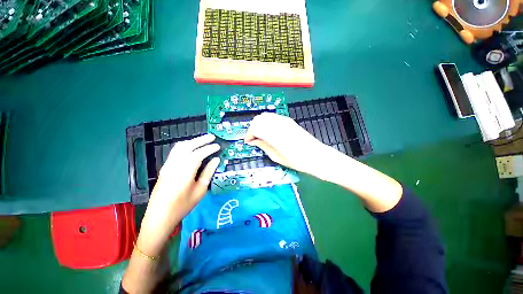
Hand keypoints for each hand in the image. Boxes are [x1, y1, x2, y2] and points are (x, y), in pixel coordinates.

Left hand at [137, 134, 220, 255]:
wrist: (159, 216)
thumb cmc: (182, 206)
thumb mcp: (200, 190)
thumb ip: (208, 173)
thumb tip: (216, 160)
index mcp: (184, 173)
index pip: (198, 154)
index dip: (209, 148)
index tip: (218, 146)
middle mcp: (174, 165)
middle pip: (187, 146)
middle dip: (201, 140)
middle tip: (212, 137)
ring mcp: (167, 165)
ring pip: (179, 147)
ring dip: (193, 141)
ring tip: (204, 140)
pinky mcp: (164, 167)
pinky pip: (175, 151)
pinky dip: (186, 146)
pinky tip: (192, 148)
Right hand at [244, 112, 326, 173]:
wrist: (315, 155)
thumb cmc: (296, 160)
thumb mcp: (276, 156)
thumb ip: (263, 146)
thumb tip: (253, 142)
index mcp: (274, 134)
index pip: (254, 127)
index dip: (249, 135)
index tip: (248, 142)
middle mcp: (278, 123)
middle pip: (258, 119)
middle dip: (252, 128)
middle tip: (253, 139)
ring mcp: (284, 120)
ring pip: (265, 116)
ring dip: (259, 124)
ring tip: (260, 135)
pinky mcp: (288, 120)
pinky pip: (273, 117)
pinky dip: (267, 122)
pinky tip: (269, 131)